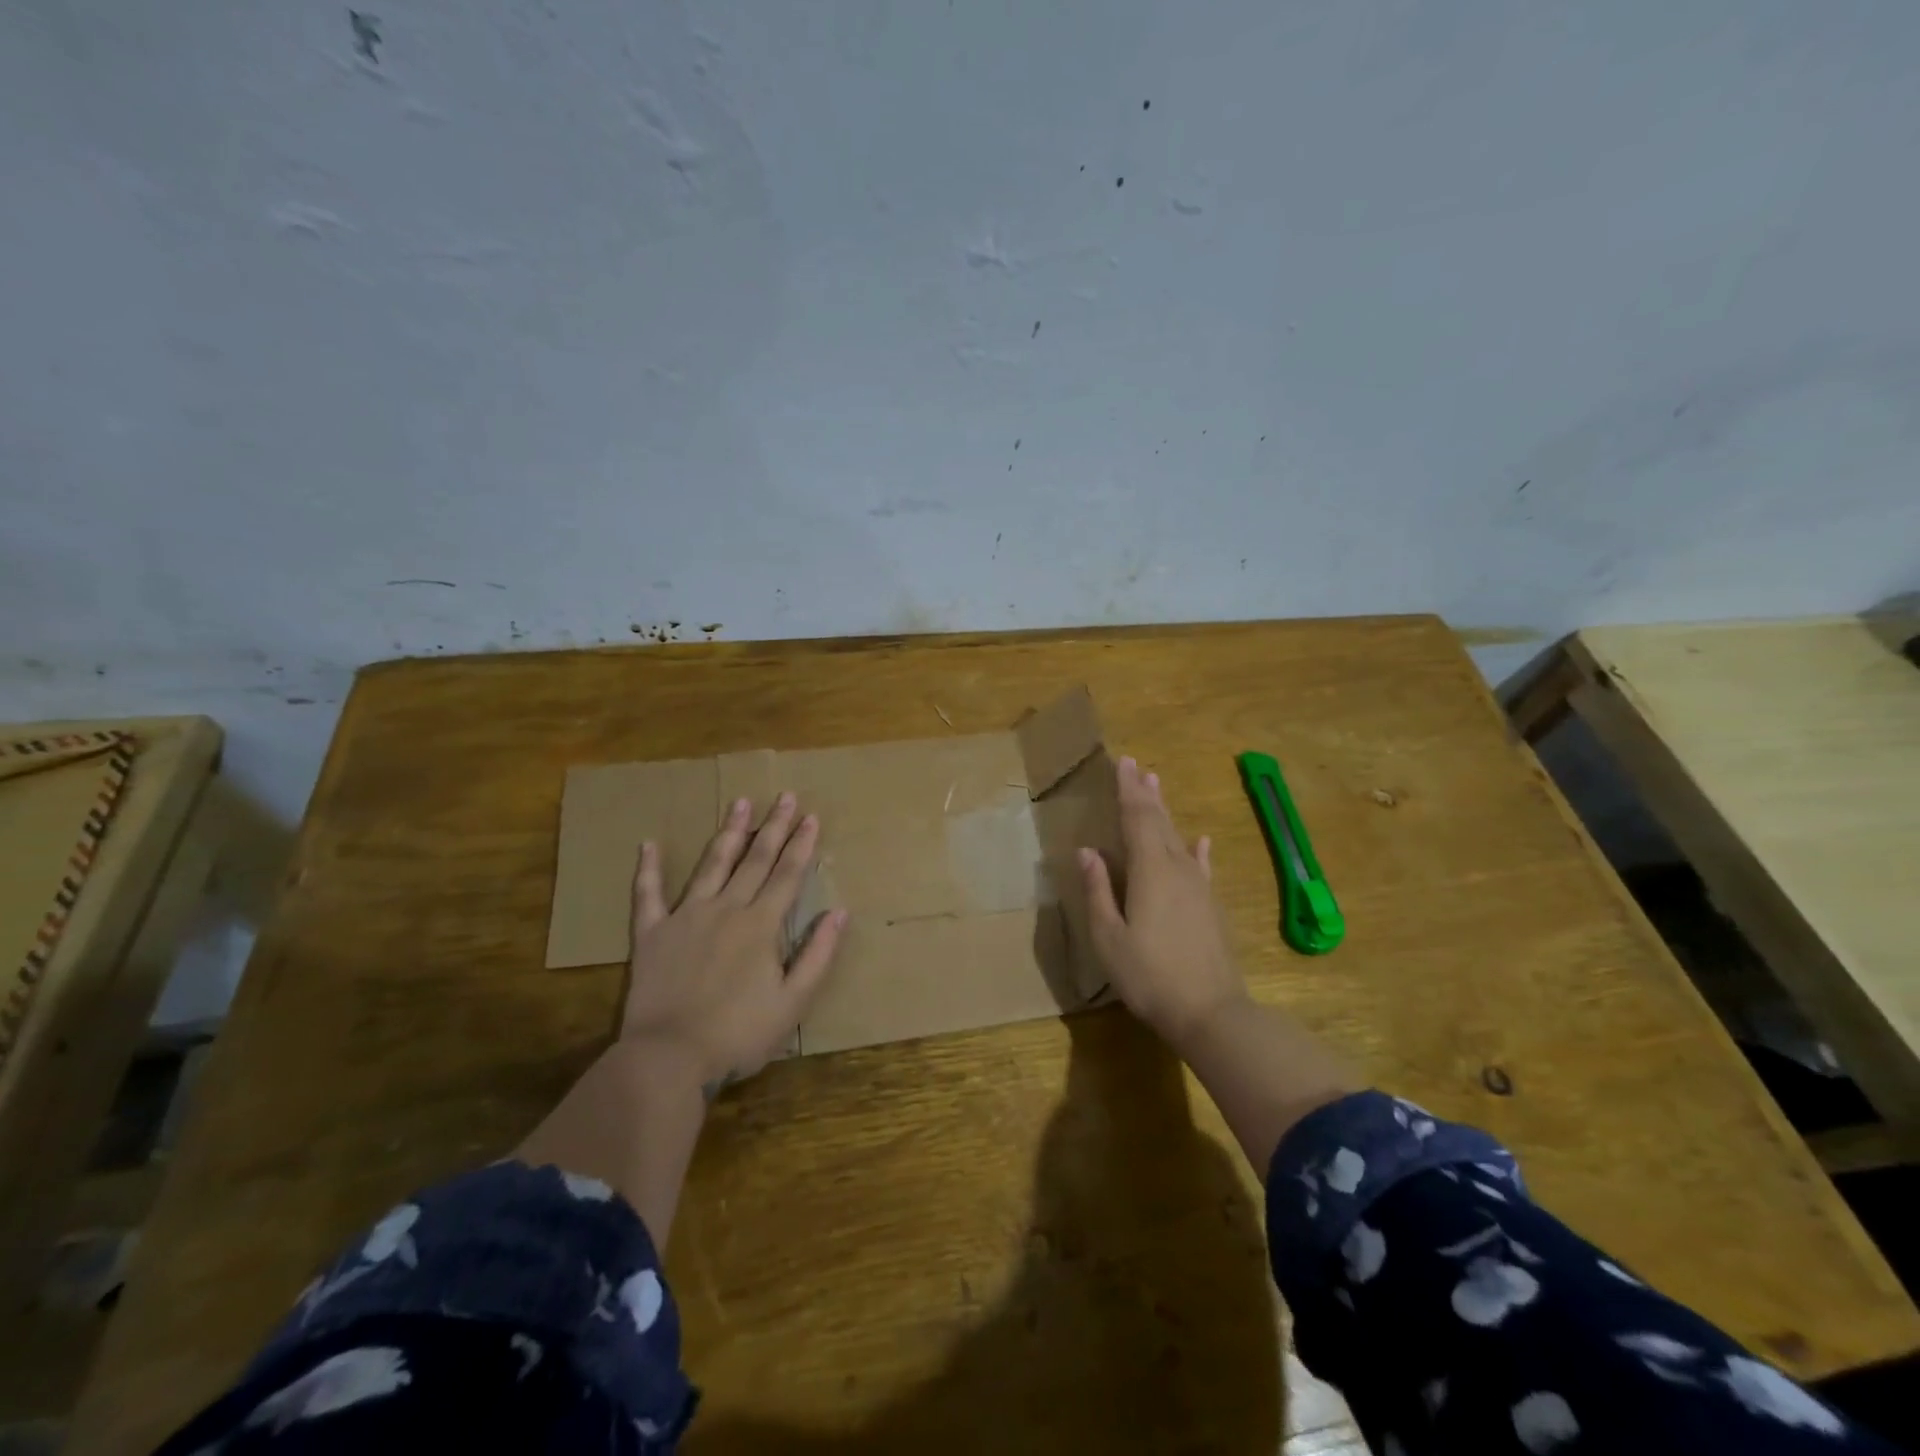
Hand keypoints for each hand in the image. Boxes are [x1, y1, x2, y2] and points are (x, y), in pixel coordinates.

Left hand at [622, 793, 846, 1085]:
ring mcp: (686, 917)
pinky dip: (648, 869)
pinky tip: (648, 844)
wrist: (669, 1058)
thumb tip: (839, 912)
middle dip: (773, 827)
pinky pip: (648, 895)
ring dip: (728, 833)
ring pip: (712, 865)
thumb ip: (818, 954)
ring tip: (739, 803)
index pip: (787, 875)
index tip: (812, 817)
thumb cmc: (739, 1034)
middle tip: (785, 796)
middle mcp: (726, 909)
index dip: (802, 845)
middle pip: (755, 860)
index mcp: (761, 925)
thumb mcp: (794, 1003)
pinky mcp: (652, 934)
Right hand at [1080, 756, 1248, 1050]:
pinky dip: (1198, 850)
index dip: (1128, 790)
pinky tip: (1200, 841)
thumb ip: (1098, 891)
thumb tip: (1087, 852)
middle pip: (1159, 822)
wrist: (1210, 1012)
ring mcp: (1199, 886)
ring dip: (1166, 812)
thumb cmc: (1149, 975)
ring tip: (1157, 788)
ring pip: (1179, 838)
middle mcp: (1177, 868)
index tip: (1122, 763)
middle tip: (1137, 767)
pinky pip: (1201, 866)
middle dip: (1146, 793)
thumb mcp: (1109, 937)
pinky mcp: (1210, 905)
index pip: (1137, 818)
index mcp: (1149, 871)